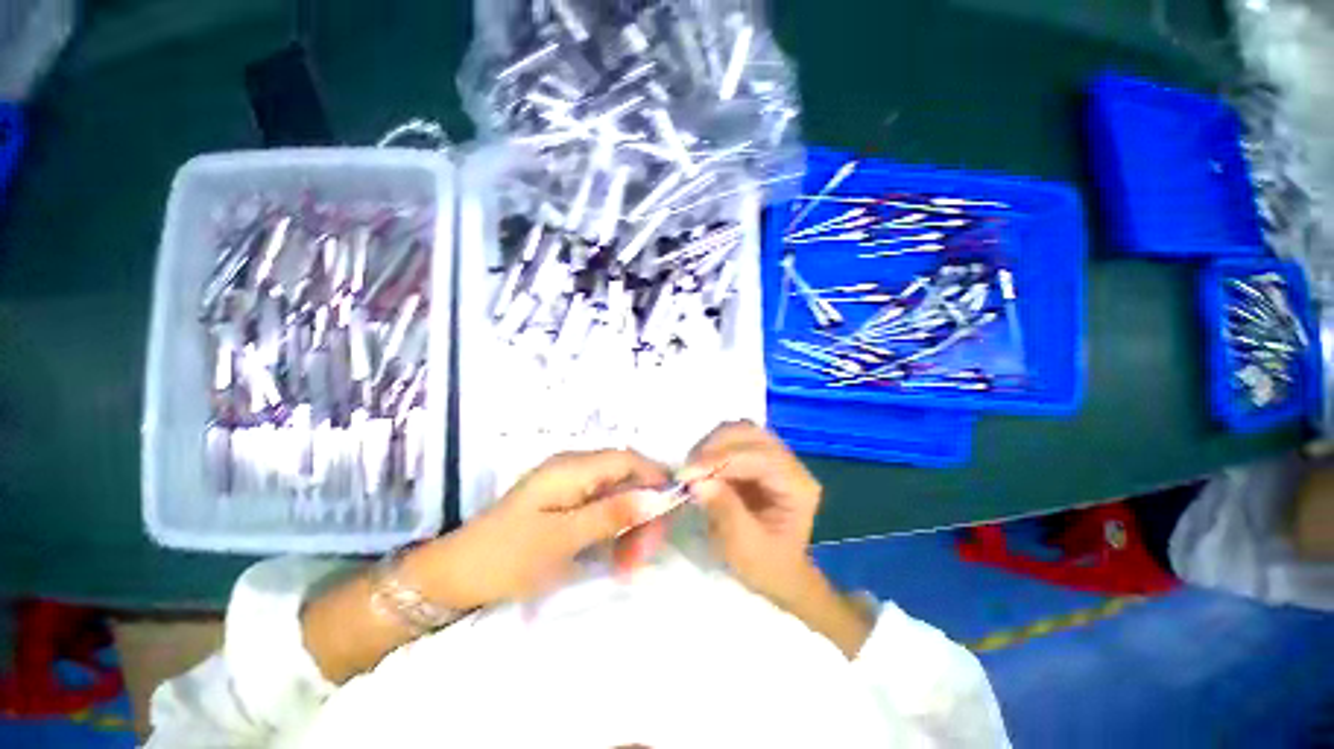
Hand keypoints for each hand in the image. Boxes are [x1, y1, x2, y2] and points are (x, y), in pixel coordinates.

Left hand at [419, 450, 669, 608]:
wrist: (453, 576)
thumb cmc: (506, 556)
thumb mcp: (563, 538)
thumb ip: (611, 514)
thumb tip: (656, 497)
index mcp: (572, 467)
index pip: (629, 460)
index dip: (655, 479)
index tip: (672, 513)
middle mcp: (574, 468)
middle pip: (626, 478)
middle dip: (643, 511)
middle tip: (645, 556)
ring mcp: (570, 485)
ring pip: (617, 495)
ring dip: (630, 525)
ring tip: (630, 565)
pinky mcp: (565, 503)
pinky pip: (603, 508)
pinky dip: (615, 529)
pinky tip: (616, 556)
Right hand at [683, 422, 822, 601]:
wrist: (780, 574)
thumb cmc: (767, 567)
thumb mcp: (745, 549)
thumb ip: (725, 512)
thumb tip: (698, 482)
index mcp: (797, 486)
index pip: (759, 456)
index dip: (722, 460)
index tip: (689, 474)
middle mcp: (790, 463)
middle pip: (751, 433)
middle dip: (715, 446)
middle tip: (688, 470)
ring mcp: (774, 457)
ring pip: (740, 431)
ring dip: (712, 444)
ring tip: (693, 468)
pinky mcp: (758, 458)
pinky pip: (733, 440)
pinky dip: (713, 448)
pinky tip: (701, 467)